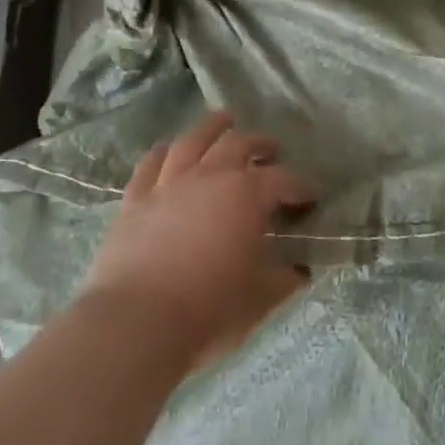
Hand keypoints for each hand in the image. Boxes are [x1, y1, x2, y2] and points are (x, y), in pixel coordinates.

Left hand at [83, 112, 313, 367]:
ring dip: (212, 129)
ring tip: (223, 121)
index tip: (310, 196)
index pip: (283, 181)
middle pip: (238, 145)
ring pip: (192, 142)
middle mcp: (210, 177)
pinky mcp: (134, 201)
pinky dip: (162, 153)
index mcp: (248, 195)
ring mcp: (168, 185)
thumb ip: (283, 279)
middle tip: (270, 149)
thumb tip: (298, 271)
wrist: (137, 323)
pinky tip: (167, 149)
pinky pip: (149, 166)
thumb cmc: (210, 309)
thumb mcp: (261, 298)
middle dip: (259, 144)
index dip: (300, 186)